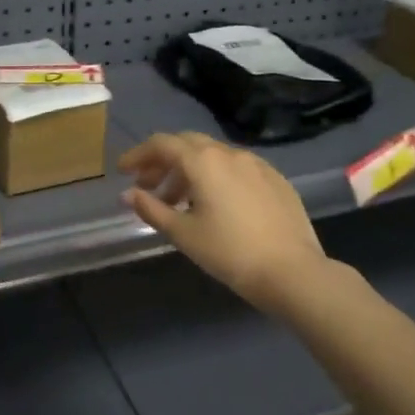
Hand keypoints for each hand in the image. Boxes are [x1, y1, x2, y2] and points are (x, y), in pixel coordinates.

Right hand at [118, 132, 331, 314]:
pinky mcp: (275, 178)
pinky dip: (215, 177)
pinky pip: (236, 168)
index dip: (138, 155)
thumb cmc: (229, 252)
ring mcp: (256, 164)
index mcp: (203, 161)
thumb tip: (128, 194)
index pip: (162, 144)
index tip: (123, 171)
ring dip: (189, 171)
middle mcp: (229, 153)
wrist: (291, 271)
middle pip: (187, 144)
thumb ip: (151, 209)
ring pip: (213, 156)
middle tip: (148, 186)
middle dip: (163, 161)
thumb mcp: (183, 234)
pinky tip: (215, 205)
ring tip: (178, 202)